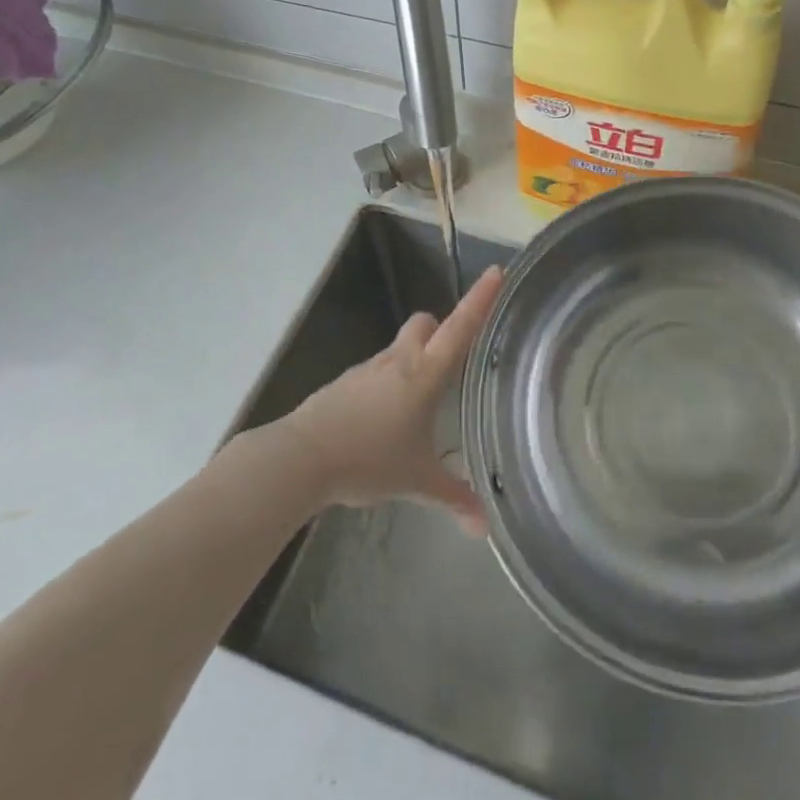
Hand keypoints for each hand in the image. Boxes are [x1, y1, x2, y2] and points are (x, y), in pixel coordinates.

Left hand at [274, 266, 502, 534]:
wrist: (302, 458)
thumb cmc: (368, 460)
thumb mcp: (416, 482)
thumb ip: (453, 499)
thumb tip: (484, 528)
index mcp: (424, 374)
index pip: (459, 328)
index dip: (480, 299)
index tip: (497, 271)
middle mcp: (398, 361)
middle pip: (424, 324)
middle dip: (440, 329)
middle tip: (453, 356)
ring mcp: (368, 369)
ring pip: (398, 348)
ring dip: (413, 360)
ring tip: (422, 399)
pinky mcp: (345, 383)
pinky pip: (376, 372)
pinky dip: (388, 383)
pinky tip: (387, 418)